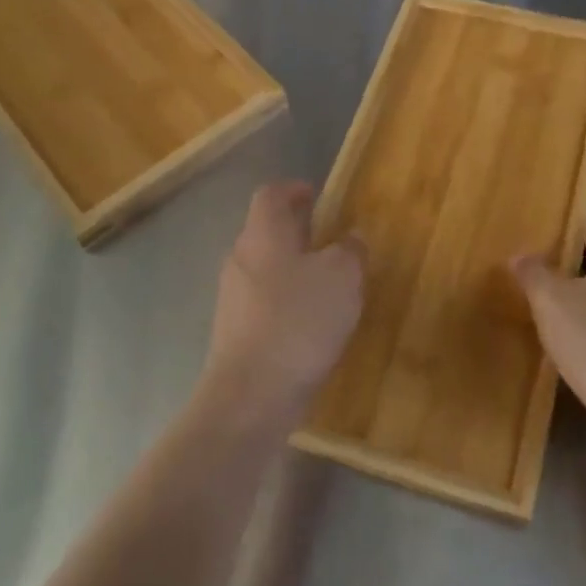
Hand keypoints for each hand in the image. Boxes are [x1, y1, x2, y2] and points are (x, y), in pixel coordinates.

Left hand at [201, 181, 364, 429]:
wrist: (251, 395)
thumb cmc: (298, 321)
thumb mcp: (342, 278)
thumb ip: (351, 251)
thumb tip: (352, 237)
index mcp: (263, 234)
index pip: (271, 195)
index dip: (294, 189)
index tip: (317, 195)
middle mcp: (241, 258)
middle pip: (266, 230)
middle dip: (297, 230)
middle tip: (331, 239)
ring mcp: (233, 297)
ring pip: (265, 267)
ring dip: (293, 266)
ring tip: (328, 282)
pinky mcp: (235, 331)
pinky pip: (263, 301)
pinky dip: (287, 299)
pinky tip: (312, 322)